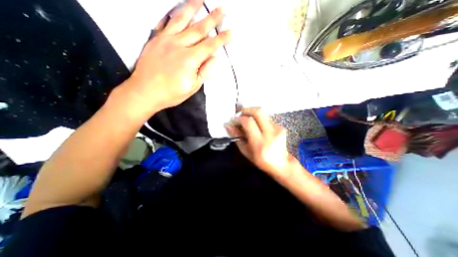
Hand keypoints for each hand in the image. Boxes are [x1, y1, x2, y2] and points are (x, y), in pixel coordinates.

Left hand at [121, 0, 230, 114]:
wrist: (145, 91)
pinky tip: (176, 9)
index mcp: (189, 59)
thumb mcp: (192, 87)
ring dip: (192, 8)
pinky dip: (171, 14)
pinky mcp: (155, 39)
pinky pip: (164, 22)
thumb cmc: (170, 93)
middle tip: (222, 10)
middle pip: (198, 29)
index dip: (221, 39)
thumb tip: (215, 60)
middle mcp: (178, 45)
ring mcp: (165, 40)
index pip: (209, 46)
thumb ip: (204, 72)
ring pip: (181, 19)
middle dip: (212, 19)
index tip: (230, 33)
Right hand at [226, 108, 293, 174]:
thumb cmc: (260, 160)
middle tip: (240, 114)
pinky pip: (267, 118)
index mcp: (259, 143)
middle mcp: (270, 134)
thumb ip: (237, 137)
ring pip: (263, 114)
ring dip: (252, 114)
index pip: (248, 123)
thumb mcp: (245, 151)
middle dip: (246, 110)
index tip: (234, 120)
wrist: (281, 163)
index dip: (239, 118)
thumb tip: (228, 125)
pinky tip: (257, 126)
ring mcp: (277, 129)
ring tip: (247, 120)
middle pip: (258, 112)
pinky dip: (259, 119)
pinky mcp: (281, 127)